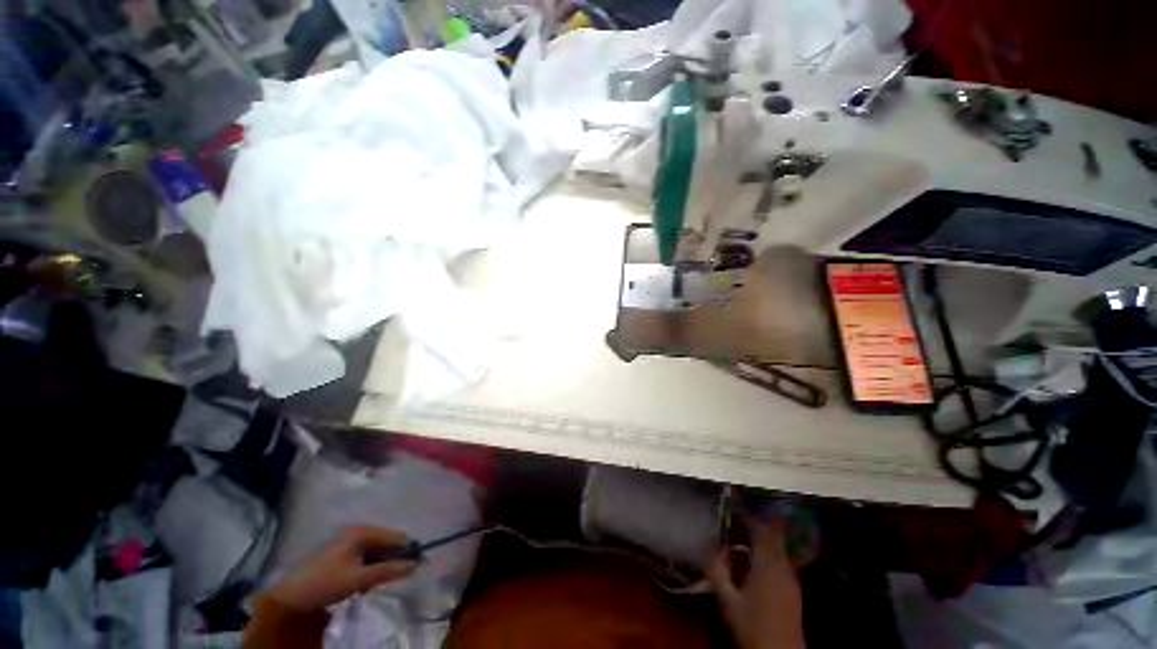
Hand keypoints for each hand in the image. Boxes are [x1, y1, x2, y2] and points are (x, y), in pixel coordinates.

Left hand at [267, 526, 416, 610]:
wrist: (288, 596)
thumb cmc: (326, 582)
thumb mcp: (359, 579)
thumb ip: (388, 571)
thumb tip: (415, 565)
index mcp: (362, 532)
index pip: (395, 536)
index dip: (407, 550)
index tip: (415, 567)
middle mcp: (357, 532)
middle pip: (385, 544)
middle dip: (390, 561)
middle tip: (389, 580)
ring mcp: (347, 543)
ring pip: (375, 553)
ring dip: (378, 568)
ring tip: (371, 586)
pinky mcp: (341, 554)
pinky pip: (364, 559)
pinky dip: (367, 571)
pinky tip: (361, 585)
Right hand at [707, 520, 805, 648]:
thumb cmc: (752, 626)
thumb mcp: (727, 600)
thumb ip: (716, 570)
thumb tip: (708, 543)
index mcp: (767, 565)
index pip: (761, 530)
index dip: (748, 517)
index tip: (734, 511)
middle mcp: (783, 567)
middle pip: (773, 537)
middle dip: (756, 526)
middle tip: (737, 523)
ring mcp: (791, 579)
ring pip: (778, 549)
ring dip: (761, 541)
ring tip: (741, 542)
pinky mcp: (793, 589)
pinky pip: (780, 561)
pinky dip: (767, 555)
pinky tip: (753, 564)